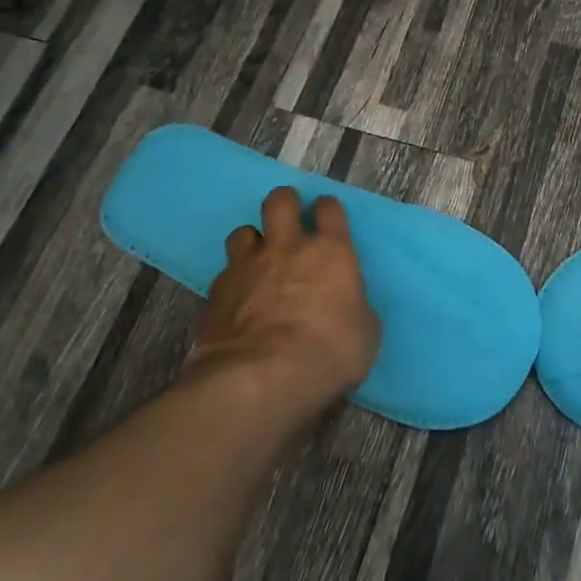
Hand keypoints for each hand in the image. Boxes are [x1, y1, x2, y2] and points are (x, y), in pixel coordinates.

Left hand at [189, 186, 381, 420]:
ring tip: (257, 259)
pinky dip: (232, 281)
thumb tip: (346, 306)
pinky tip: (237, 301)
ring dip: (252, 241)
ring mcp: (246, 268)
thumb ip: (354, 307)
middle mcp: (287, 248)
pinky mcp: (215, 294)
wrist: (261, 378)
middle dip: (284, 202)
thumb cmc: (329, 352)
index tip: (327, 214)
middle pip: (279, 202)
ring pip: (242, 232)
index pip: (329, 210)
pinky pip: (224, 274)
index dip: (327, 209)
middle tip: (288, 216)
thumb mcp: (365, 332)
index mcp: (331, 252)